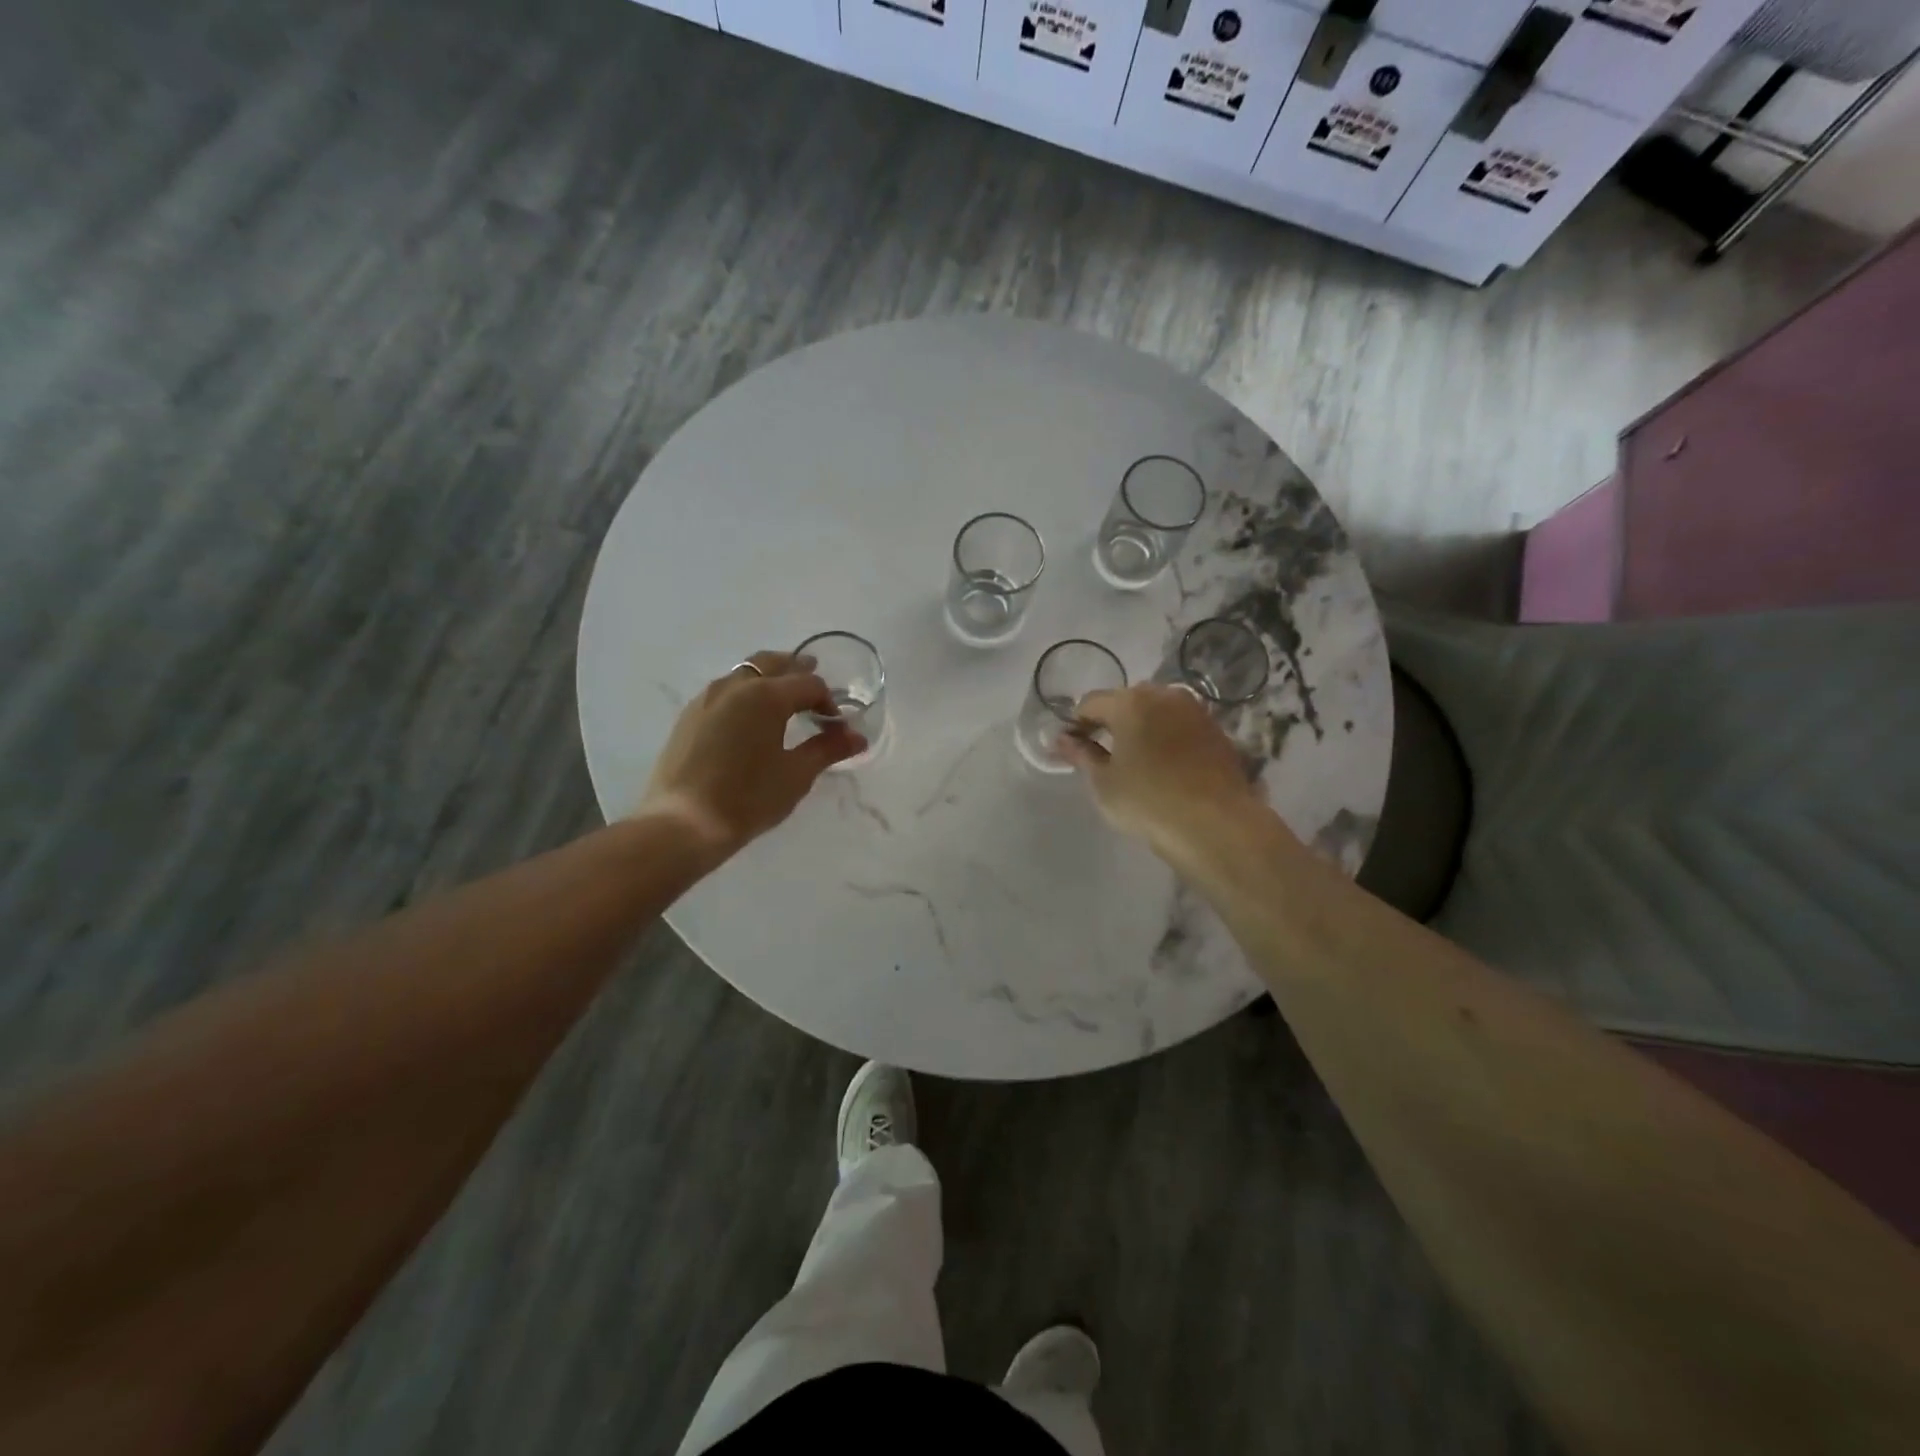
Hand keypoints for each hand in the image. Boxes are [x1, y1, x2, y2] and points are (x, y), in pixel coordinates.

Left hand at [637, 650, 865, 857]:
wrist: (683, 823)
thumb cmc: (748, 798)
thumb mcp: (796, 775)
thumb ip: (827, 749)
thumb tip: (857, 737)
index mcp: (766, 695)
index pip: (809, 684)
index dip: (828, 701)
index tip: (836, 726)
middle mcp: (735, 686)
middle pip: (772, 663)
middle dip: (796, 670)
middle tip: (813, 684)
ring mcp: (707, 698)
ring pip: (745, 673)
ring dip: (768, 677)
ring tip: (782, 699)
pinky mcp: (689, 716)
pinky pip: (724, 690)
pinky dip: (744, 692)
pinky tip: (748, 717)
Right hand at [1062, 684, 1263, 858]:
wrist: (1215, 825)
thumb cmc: (1148, 801)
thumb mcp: (1103, 782)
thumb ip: (1081, 755)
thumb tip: (1061, 740)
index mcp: (1130, 702)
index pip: (1090, 703)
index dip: (1076, 724)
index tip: (1070, 749)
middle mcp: (1165, 695)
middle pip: (1126, 701)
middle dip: (1110, 722)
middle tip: (1101, 754)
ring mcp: (1195, 711)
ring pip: (1157, 711)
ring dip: (1141, 728)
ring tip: (1134, 760)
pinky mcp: (1217, 731)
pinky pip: (1180, 726)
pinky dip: (1166, 738)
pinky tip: (1164, 766)